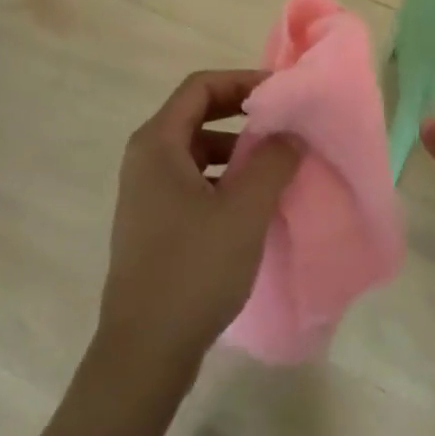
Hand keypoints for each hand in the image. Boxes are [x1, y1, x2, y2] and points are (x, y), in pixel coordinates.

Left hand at [98, 71, 301, 369]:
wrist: (144, 355)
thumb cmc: (193, 270)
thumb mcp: (245, 210)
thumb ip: (273, 161)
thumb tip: (291, 133)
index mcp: (157, 144)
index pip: (201, 87)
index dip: (242, 81)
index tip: (280, 94)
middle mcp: (145, 160)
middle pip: (196, 114)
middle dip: (241, 114)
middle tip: (283, 123)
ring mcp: (145, 194)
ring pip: (196, 150)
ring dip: (236, 148)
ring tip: (275, 163)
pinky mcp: (152, 224)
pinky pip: (192, 180)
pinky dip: (223, 178)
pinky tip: (252, 202)